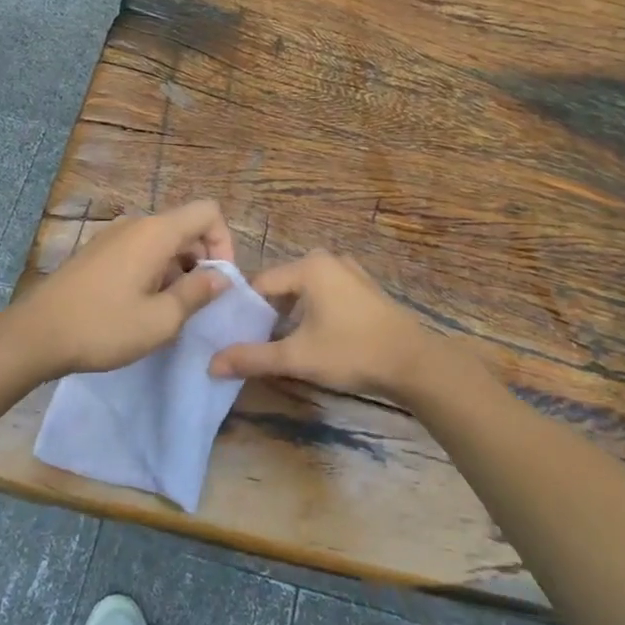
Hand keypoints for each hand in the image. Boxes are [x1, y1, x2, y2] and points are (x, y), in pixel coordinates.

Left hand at [8, 199, 235, 379]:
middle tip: (198, 302)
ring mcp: (113, 236)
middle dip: (202, 259)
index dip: (224, 242)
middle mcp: (136, 224)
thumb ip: (197, 293)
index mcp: (156, 232)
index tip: (219, 281)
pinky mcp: (97, 252)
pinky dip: (154, 271)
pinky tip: (142, 306)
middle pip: (186, 227)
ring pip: (162, 241)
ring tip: (169, 310)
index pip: (208, 212)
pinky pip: (139, 250)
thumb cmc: (104, 326)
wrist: (36, 334)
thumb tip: (222, 277)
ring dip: (178, 269)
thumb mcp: (161, 320)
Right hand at [210, 251, 436, 401]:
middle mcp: (328, 260)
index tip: (235, 336)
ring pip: (305, 290)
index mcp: (309, 267)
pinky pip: (326, 293)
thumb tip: (211, 364)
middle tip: (258, 343)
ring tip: (284, 344)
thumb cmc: (351, 352)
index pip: (260, 284)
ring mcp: (350, 272)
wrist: (413, 363)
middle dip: (268, 313)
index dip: (244, 310)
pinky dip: (314, 311)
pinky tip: (316, 338)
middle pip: (282, 285)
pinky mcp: (365, 288)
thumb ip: (252, 358)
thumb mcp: (297, 357)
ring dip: (292, 314)